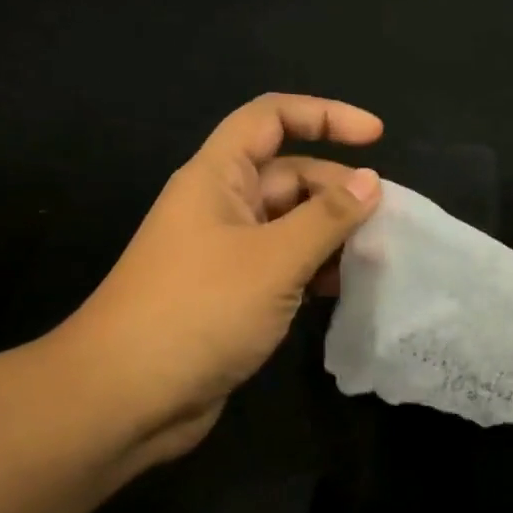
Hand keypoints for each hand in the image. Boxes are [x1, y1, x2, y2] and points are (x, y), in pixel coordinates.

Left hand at [51, 94, 382, 468]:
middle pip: (290, 175)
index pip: (272, 118)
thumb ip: (327, 217)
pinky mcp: (233, 294)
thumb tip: (370, 180)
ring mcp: (226, 253)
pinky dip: (315, 270)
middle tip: (386, 222)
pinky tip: (344, 291)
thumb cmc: (199, 310)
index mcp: (218, 177)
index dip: (325, 115)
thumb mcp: (274, 258)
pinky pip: (284, 265)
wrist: (125, 398)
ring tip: (376, 258)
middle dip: (338, 191)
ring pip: (291, 224)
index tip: (376, 136)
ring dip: (332, 235)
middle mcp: (221, 206)